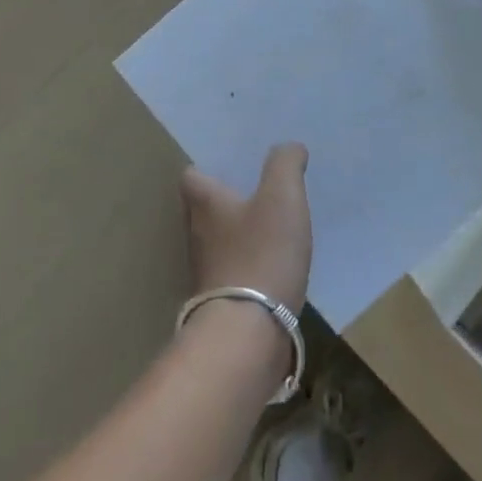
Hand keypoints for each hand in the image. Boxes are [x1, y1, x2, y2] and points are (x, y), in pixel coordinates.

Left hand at [181, 144, 311, 313]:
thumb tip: (289, 147)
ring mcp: (208, 272)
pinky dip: (252, 263)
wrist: (249, 333)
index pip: (192, 176)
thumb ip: (285, 164)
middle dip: (228, 198)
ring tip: (272, 223)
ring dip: (240, 233)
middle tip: (258, 187)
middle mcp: (197, 235)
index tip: (232, 163)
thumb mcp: (281, 196)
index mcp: (205, 204)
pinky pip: (236, 271)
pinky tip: (276, 263)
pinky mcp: (223, 302)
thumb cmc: (262, 253)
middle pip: (205, 209)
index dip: (208, 167)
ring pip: (220, 241)